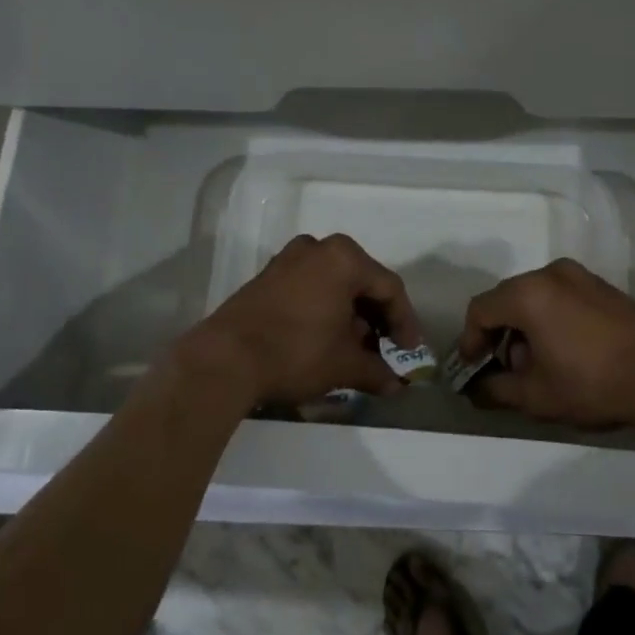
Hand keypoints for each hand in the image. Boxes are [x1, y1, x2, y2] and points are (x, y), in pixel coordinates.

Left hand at [184, 234, 422, 409]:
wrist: (224, 359)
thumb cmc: (296, 352)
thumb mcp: (344, 365)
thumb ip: (376, 371)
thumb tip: (396, 386)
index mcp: (344, 258)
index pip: (389, 288)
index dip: (405, 322)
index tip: (410, 352)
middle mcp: (318, 248)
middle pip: (361, 282)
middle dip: (376, 318)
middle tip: (385, 349)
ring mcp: (289, 259)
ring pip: (335, 284)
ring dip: (350, 315)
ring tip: (356, 349)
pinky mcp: (268, 276)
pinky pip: (310, 287)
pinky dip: (325, 309)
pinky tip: (327, 338)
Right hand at [456, 259, 634, 430]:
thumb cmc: (593, 383)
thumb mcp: (537, 396)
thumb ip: (497, 389)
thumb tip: (475, 388)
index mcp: (528, 294)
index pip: (480, 309)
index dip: (470, 340)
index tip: (473, 368)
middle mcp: (550, 273)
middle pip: (506, 298)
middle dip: (498, 333)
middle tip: (503, 368)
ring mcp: (579, 275)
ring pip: (534, 296)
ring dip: (524, 325)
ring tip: (536, 363)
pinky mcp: (601, 285)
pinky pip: (559, 295)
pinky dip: (549, 316)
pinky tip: (563, 349)